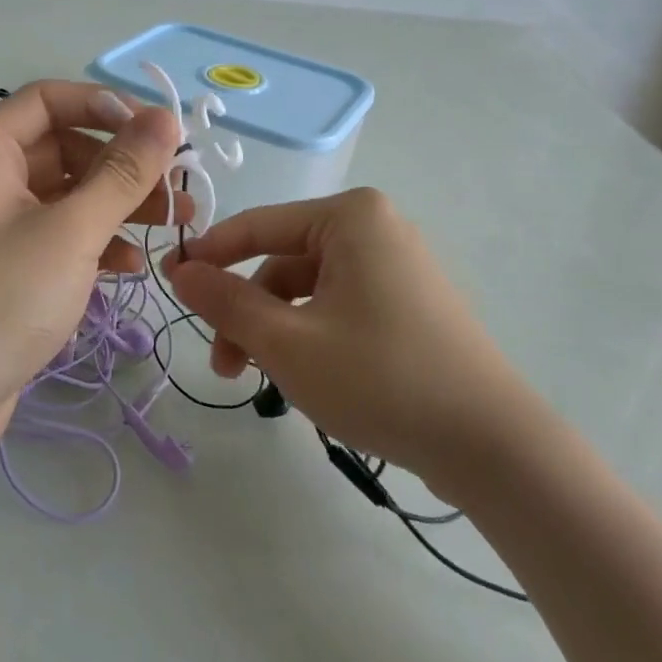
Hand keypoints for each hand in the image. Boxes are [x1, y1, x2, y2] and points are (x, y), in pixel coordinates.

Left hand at [0, 80, 185, 464]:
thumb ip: (122, 172)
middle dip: (124, 166)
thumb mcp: (71, 231)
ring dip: (120, 205)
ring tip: (174, 224)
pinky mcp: (7, 268)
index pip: (51, 99)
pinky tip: (131, 266)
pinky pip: (59, 236)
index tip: (159, 132)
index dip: (107, 106)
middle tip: (177, 188)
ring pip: (68, 195)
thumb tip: (166, 118)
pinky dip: (96, 243)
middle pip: (65, 147)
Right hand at [167, 188, 520, 485]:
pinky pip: (339, 305)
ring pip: (309, 290)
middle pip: (284, 262)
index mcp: (351, 217)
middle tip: (223, 365)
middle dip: (247, 312)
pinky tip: (302, 377)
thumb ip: (227, 302)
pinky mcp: (408, 302)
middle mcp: (375, 228)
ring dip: (275, 330)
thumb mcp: (287, 342)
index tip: (170, 287)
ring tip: (259, 382)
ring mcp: (396, 265)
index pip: (258, 225)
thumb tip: (182, 271)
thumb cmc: (380, 379)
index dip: (210, 257)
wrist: (491, 444)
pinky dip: (310, 335)